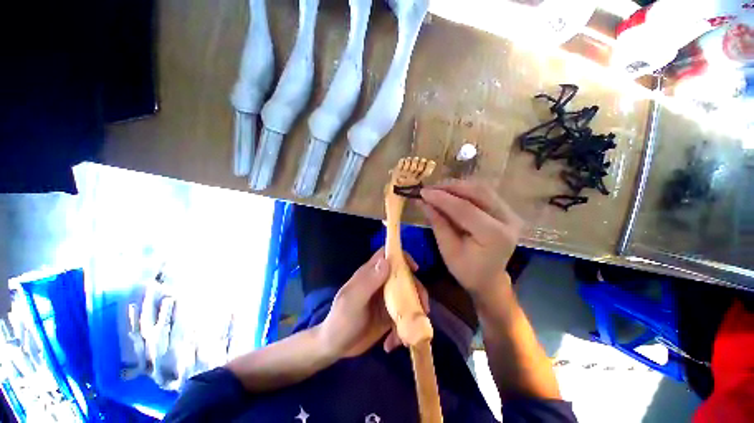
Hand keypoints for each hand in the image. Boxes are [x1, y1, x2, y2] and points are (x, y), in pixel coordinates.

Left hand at [318, 248, 427, 357]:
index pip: (387, 255)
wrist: (335, 347)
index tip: (415, 269)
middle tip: (422, 310)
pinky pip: (404, 317)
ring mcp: (386, 300)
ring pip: (408, 298)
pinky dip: (402, 331)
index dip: (401, 256)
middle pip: (404, 277)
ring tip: (405, 336)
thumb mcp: (352, 302)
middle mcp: (380, 283)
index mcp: (370, 274)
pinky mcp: (389, 316)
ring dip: (412, 316)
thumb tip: (386, 261)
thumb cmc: (340, 321)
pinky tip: (391, 344)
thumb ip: (368, 282)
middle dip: (416, 292)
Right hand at [420, 179, 522, 295]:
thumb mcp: (448, 250)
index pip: (465, 209)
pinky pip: (483, 193)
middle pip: (477, 192)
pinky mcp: (505, 210)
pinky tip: (449, 193)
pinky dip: (464, 190)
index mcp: (495, 235)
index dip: (442, 198)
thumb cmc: (467, 270)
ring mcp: (510, 213)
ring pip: (481, 189)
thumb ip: (438, 224)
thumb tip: (423, 202)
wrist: (489, 278)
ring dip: (456, 187)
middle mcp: (508, 219)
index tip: (422, 192)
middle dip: (450, 187)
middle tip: (429, 188)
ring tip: (436, 190)